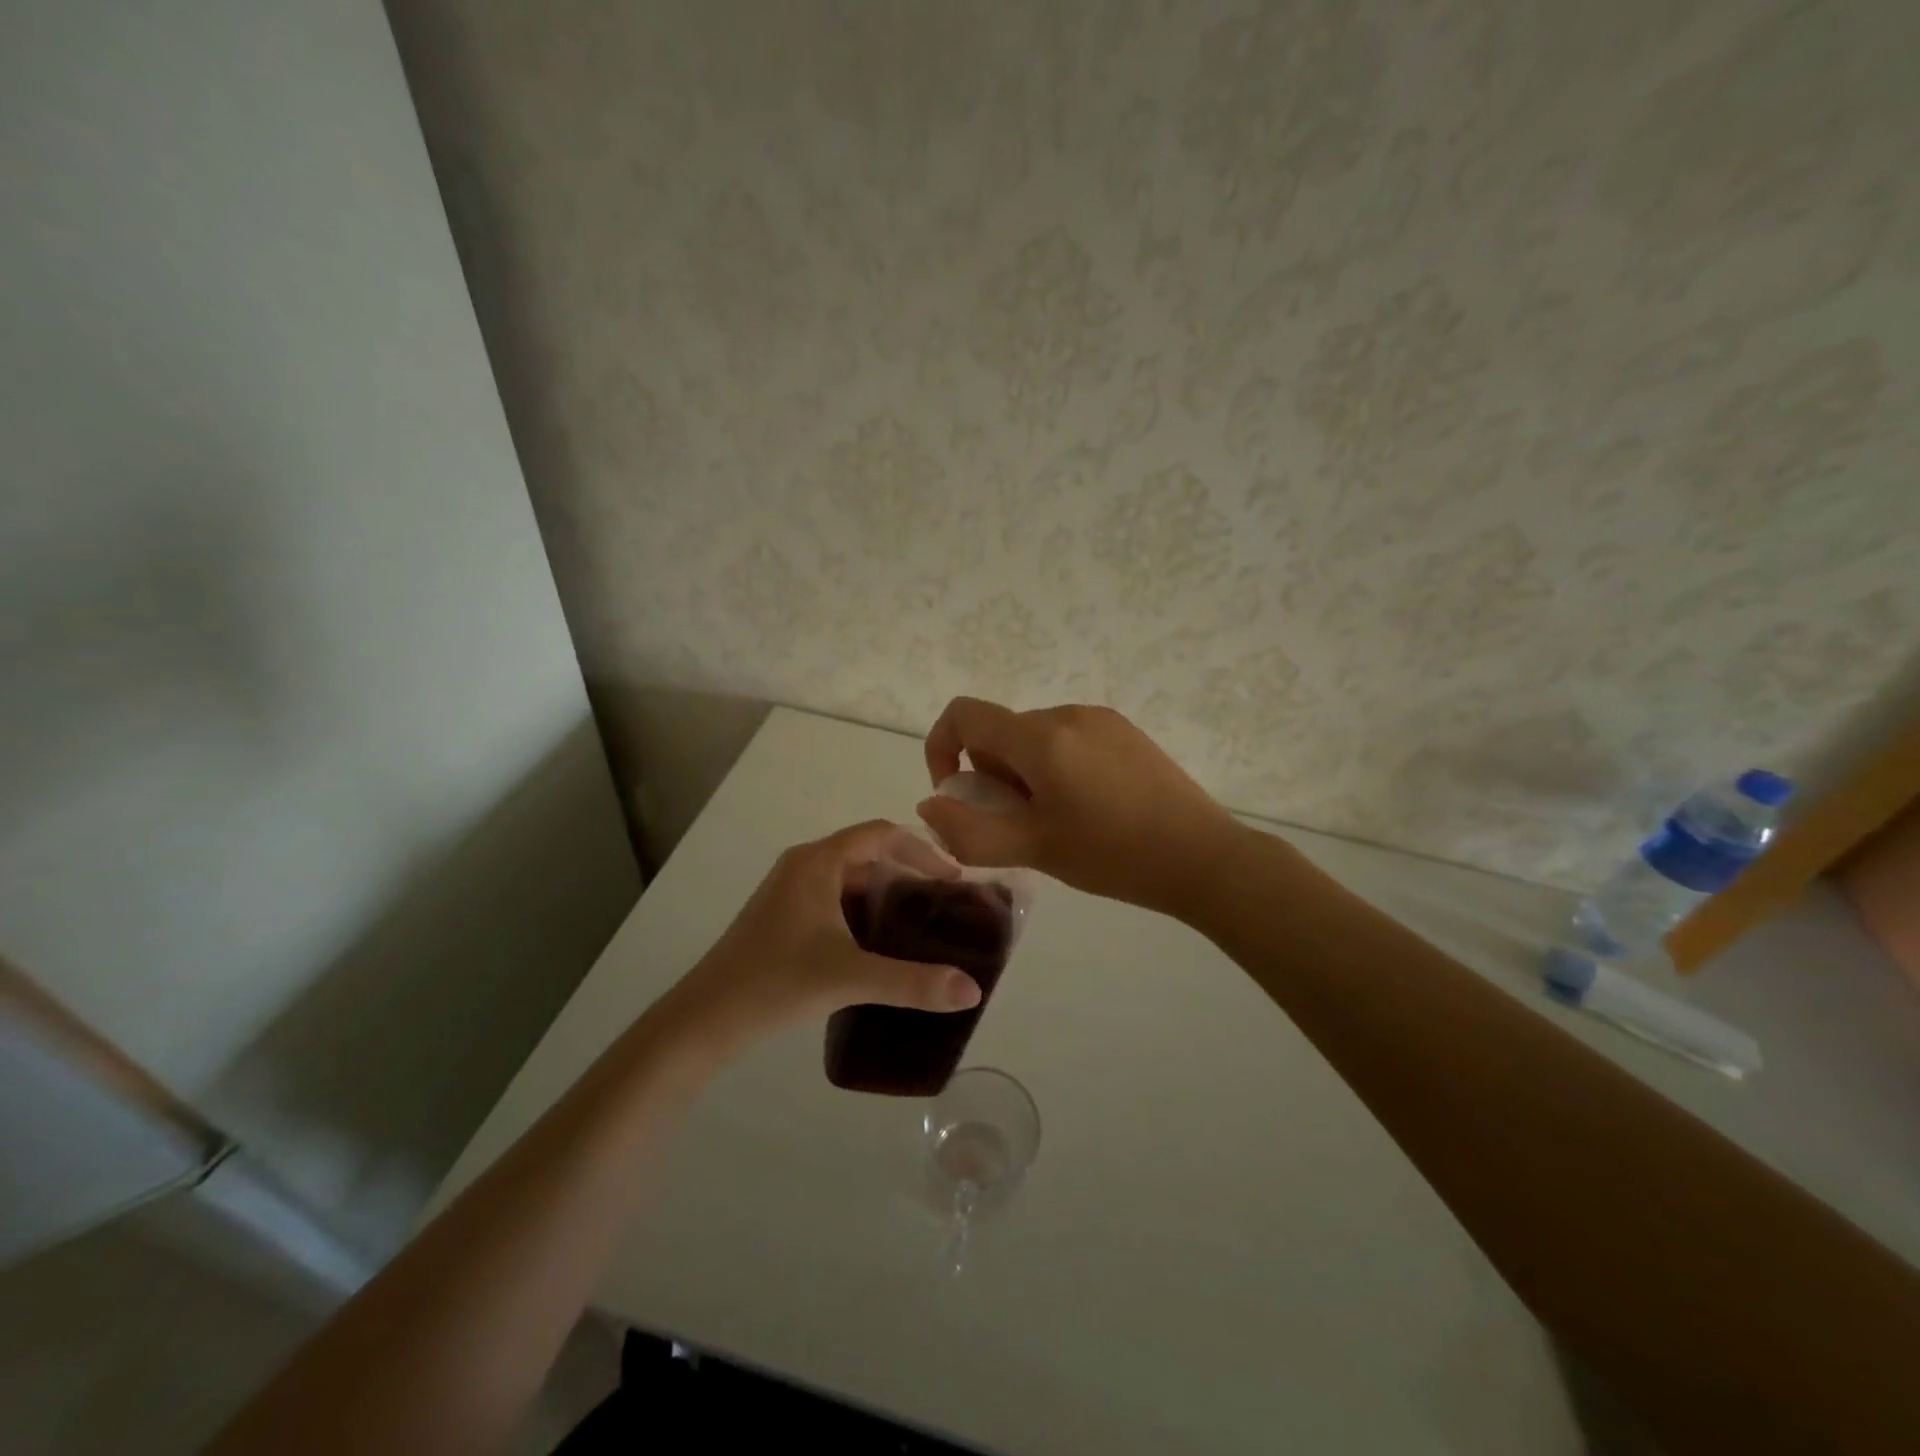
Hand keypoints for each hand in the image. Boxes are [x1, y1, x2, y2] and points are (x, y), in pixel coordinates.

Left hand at [662, 820, 982, 1052]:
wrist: (705, 1019)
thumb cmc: (776, 983)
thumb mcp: (850, 978)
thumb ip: (914, 983)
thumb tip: (973, 990)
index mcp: (818, 862)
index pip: (881, 834)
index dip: (921, 850)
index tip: (953, 878)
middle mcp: (803, 866)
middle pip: (867, 854)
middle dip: (907, 874)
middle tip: (944, 905)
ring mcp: (788, 891)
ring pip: (849, 879)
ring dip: (884, 895)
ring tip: (920, 925)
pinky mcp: (781, 917)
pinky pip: (833, 900)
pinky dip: (862, 912)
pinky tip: (879, 945)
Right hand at [917, 698, 1243, 918]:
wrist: (1202, 857)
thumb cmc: (1112, 855)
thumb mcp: (1033, 850)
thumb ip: (969, 831)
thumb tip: (930, 806)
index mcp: (1040, 738)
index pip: (964, 714)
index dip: (942, 749)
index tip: (959, 796)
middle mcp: (1066, 714)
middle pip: (1000, 733)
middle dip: (992, 776)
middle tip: (1020, 826)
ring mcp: (1100, 718)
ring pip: (1034, 739)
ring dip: (1025, 775)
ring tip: (1058, 822)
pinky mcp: (1125, 731)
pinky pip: (1068, 740)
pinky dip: (1056, 768)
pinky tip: (1089, 809)